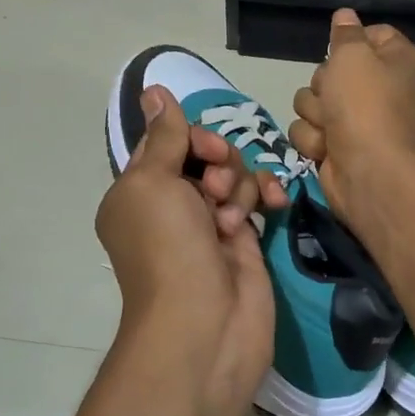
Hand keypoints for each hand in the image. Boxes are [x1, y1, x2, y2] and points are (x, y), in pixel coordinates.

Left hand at [95, 87, 285, 393]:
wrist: (205, 326)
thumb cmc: (168, 249)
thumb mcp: (153, 183)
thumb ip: (164, 136)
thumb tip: (153, 90)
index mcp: (138, 191)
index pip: (167, 141)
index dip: (190, 137)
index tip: (204, 151)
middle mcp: (171, 204)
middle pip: (204, 154)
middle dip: (219, 162)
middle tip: (215, 189)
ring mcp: (209, 223)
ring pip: (233, 174)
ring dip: (238, 186)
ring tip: (233, 220)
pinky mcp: (243, 239)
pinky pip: (255, 199)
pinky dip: (264, 195)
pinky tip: (275, 203)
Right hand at [287, 8, 414, 227]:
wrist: (368, 171)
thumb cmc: (364, 105)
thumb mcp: (353, 55)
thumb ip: (346, 34)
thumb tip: (345, 15)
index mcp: (394, 61)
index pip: (371, 34)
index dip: (351, 40)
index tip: (342, 49)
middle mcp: (377, 88)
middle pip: (330, 69)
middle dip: (323, 84)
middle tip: (335, 97)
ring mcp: (355, 120)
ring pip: (311, 100)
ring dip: (315, 114)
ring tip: (331, 128)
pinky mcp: (335, 146)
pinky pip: (308, 130)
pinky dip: (314, 140)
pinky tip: (326, 149)